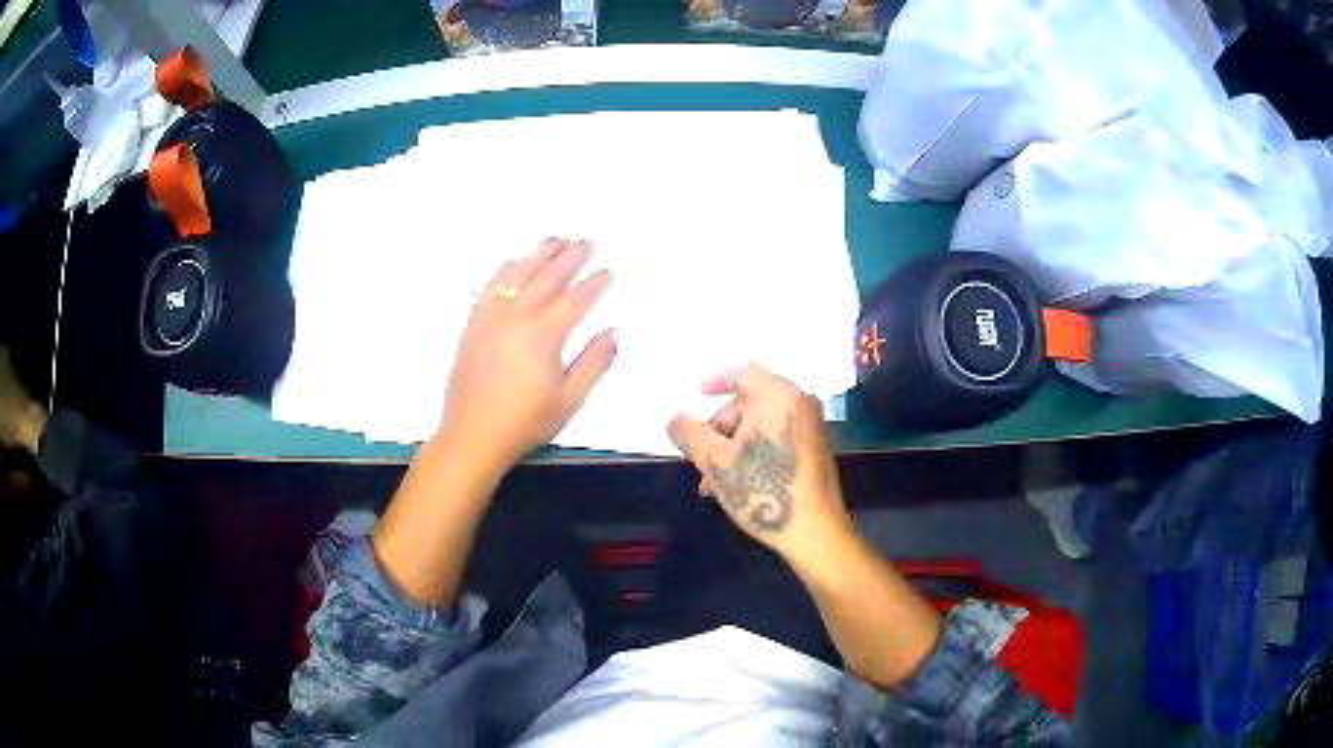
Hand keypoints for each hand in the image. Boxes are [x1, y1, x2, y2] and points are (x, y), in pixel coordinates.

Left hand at [439, 238, 616, 474]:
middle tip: (588, 242)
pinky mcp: (473, 324)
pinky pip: (491, 286)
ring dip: (540, 254)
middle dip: (571, 257)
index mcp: (544, 335)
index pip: (576, 299)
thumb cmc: (525, 423)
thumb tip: (614, 331)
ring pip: (518, 274)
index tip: (608, 271)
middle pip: (548, 277)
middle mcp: (517, 317)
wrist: (472, 436)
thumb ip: (594, 362)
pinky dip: (506, 269)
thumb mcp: (569, 400)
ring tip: (557, 239)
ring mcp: (491, 317)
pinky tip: (515, 262)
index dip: (595, 283)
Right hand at [668, 364, 852, 560]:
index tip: (698, 392)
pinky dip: (754, 452)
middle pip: (751, 403)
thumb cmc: (764, 490)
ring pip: (761, 426)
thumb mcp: (715, 462)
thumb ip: (690, 434)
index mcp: (779, 397)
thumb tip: (676, 419)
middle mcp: (800, 405)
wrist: (815, 530)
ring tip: (713, 481)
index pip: (744, 372)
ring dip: (733, 446)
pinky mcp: (815, 451)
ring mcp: (812, 428)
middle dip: (720, 428)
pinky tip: (738, 484)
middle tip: (700, 455)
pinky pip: (777, 439)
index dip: (717, 380)